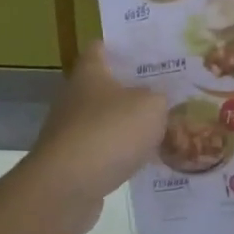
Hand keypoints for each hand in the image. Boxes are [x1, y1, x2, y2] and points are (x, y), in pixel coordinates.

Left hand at [23, 43, 168, 233]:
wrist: (67, 186)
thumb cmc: (110, 132)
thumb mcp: (151, 106)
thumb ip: (161, 97)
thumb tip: (158, 98)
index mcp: (90, 73)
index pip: (101, 47)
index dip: (123, 47)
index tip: (149, 51)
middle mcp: (74, 96)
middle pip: (105, 85)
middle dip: (133, 88)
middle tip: (167, 91)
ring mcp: (70, 130)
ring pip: (105, 119)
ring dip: (128, 124)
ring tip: (162, 128)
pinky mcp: (72, 161)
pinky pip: (103, 149)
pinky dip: (121, 153)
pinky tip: (146, 160)